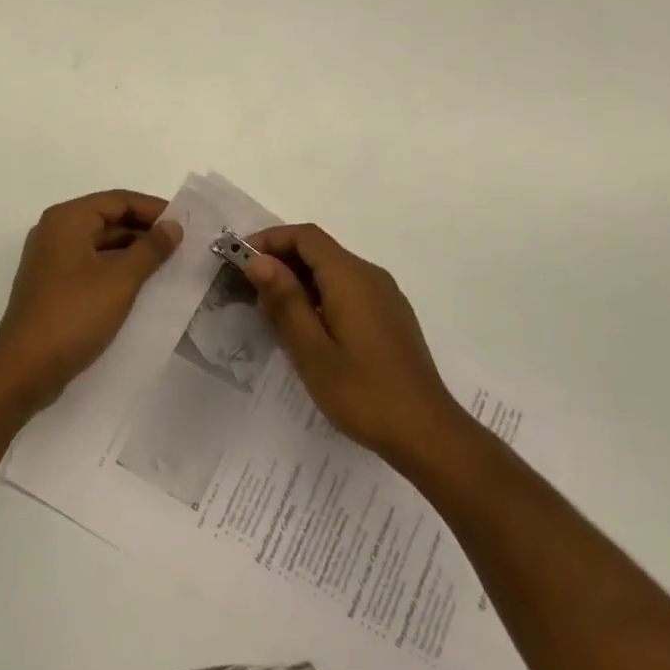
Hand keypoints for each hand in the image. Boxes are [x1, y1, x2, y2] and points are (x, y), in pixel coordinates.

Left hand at [0, 190, 182, 413]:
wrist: (25, 368)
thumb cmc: (74, 315)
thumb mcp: (120, 279)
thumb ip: (151, 249)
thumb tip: (174, 225)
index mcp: (68, 219)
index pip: (119, 200)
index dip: (153, 209)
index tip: (185, 223)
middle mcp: (56, 231)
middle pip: (108, 218)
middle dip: (145, 230)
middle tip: (181, 244)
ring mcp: (52, 259)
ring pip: (101, 243)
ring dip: (133, 251)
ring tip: (168, 264)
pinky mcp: (53, 284)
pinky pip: (91, 264)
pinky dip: (116, 268)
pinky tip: (141, 284)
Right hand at [244, 224, 464, 465]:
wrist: (427, 433)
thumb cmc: (363, 392)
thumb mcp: (312, 350)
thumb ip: (285, 300)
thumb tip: (259, 260)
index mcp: (350, 276)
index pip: (305, 236)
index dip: (270, 240)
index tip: (241, 261)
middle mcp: (370, 275)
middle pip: (319, 250)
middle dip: (282, 262)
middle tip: (252, 295)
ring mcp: (385, 296)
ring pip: (334, 271)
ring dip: (300, 282)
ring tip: (274, 317)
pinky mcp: (390, 316)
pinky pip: (349, 290)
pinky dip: (321, 296)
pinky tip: (309, 331)